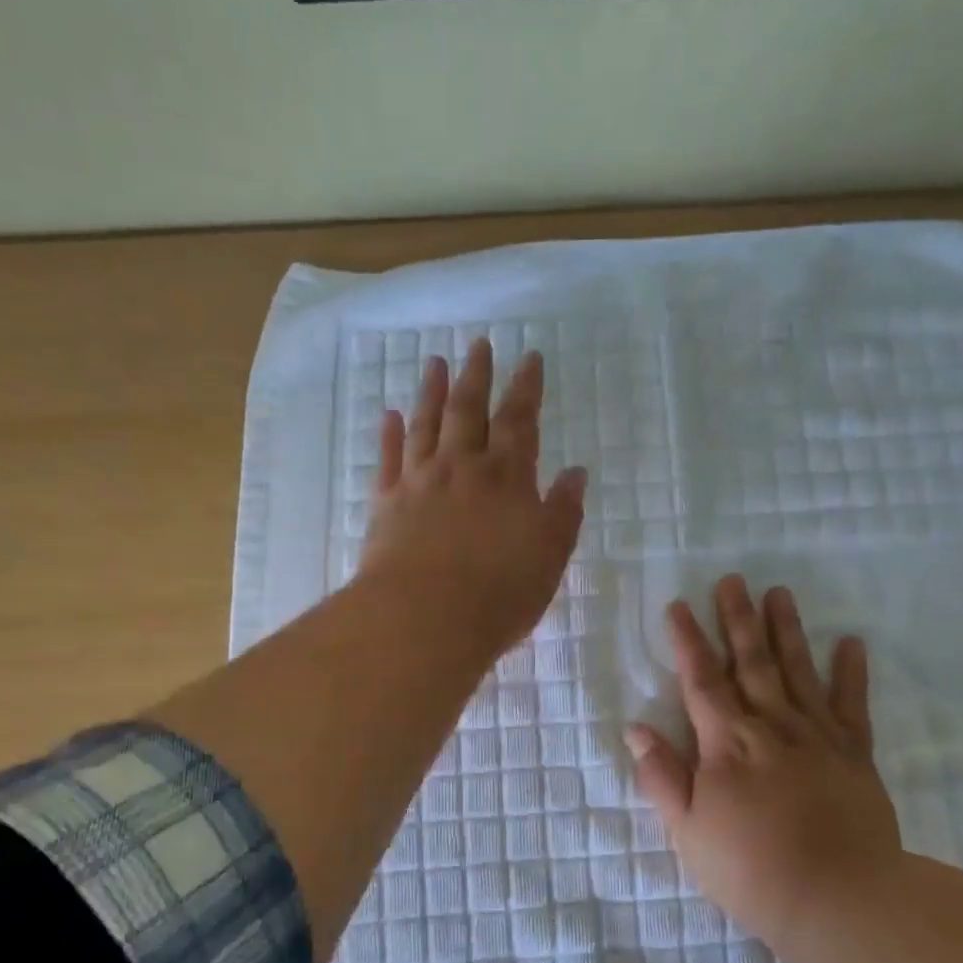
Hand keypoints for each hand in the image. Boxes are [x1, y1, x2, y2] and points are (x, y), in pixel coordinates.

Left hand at [359, 340, 587, 655]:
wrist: (425, 618)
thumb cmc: (499, 593)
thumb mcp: (549, 556)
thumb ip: (563, 512)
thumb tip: (575, 473)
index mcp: (506, 478)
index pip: (520, 422)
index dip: (526, 388)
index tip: (530, 357)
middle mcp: (462, 468)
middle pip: (469, 411)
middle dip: (477, 376)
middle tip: (479, 344)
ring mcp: (420, 482)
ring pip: (426, 425)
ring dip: (432, 392)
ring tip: (436, 364)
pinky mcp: (386, 504)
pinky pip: (389, 459)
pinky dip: (389, 435)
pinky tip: (389, 415)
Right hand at [625, 574, 902, 954]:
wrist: (841, 901)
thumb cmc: (750, 869)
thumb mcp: (688, 831)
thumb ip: (663, 776)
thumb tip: (637, 729)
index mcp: (726, 742)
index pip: (701, 679)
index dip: (687, 641)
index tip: (678, 605)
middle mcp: (771, 725)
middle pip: (750, 661)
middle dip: (737, 619)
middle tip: (733, 579)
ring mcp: (817, 736)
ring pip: (797, 671)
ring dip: (786, 630)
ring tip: (779, 592)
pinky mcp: (855, 754)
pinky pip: (852, 705)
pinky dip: (851, 673)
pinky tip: (851, 642)